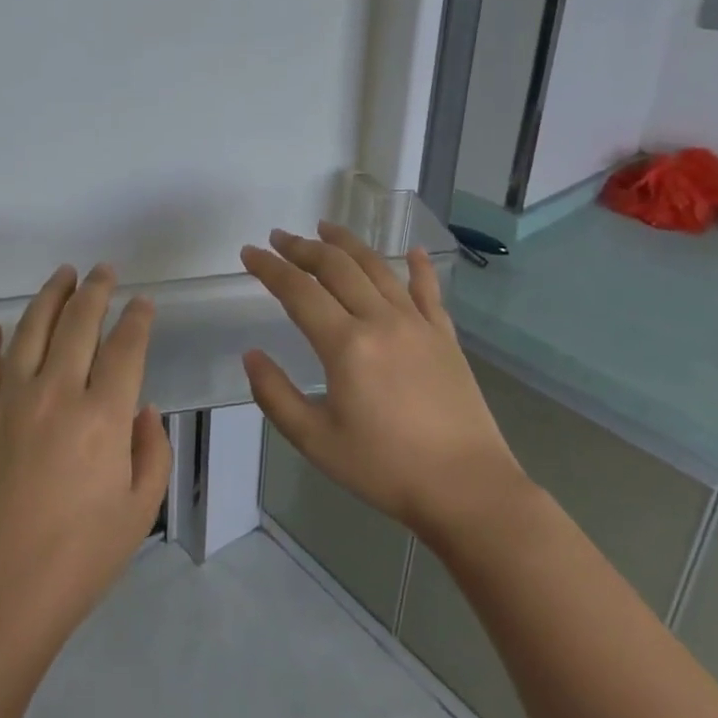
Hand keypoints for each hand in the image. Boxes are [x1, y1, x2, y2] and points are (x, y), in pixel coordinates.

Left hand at [0, 265, 172, 659]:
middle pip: (79, 324)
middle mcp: (56, 394)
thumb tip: (141, 408)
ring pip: (31, 330)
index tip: (144, 302)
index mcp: (103, 417)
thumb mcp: (139, 511)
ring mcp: (10, 401)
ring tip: (63, 274)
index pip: (126, 347)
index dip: (138, 318)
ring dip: (49, 297)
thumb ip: (151, 451)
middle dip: (96, 290)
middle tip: (104, 270)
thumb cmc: (79, 560)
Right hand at [240, 222, 527, 540]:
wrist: (468, 489)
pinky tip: (411, 251)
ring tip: (326, 228)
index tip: (249, 252)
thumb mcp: (315, 440)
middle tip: (280, 237)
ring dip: (348, 244)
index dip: (269, 267)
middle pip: (336, 268)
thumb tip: (251, 355)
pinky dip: (417, 267)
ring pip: (378, 268)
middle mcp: (381, 321)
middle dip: (303, 247)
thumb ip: (275, 395)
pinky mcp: (445, 336)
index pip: (298, 291)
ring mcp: (418, 324)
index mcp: (346, 345)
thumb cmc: (385, 468)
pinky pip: (428, 290)